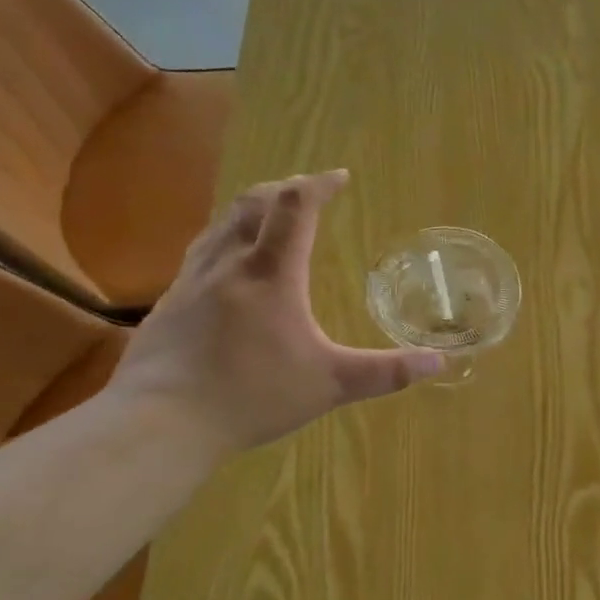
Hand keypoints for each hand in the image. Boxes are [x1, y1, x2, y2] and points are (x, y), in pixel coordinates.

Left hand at [108, 171, 441, 451]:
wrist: (160, 422)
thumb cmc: (252, 396)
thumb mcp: (330, 385)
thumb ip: (386, 372)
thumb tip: (440, 362)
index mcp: (272, 273)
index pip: (296, 207)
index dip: (319, 185)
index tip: (339, 177)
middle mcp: (229, 264)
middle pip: (254, 203)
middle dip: (285, 189)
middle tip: (307, 192)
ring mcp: (192, 281)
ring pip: (222, 223)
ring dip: (251, 209)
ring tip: (269, 216)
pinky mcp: (169, 303)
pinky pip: (201, 252)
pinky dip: (225, 240)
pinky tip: (227, 267)